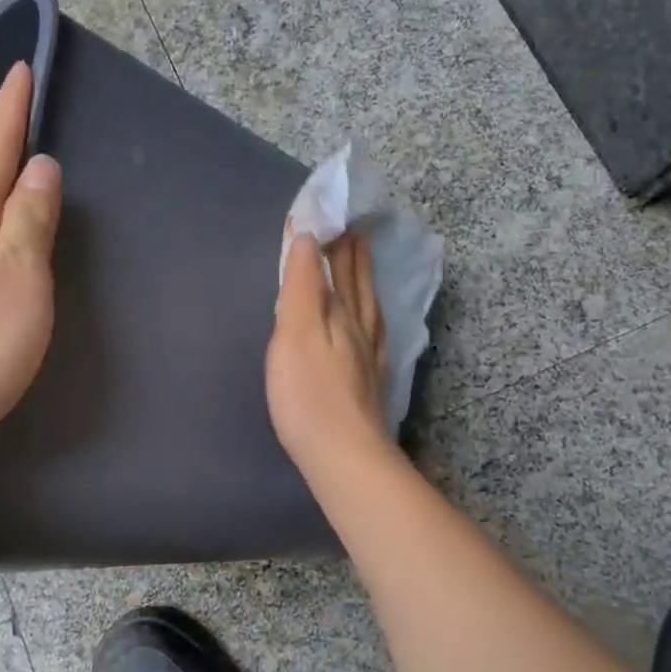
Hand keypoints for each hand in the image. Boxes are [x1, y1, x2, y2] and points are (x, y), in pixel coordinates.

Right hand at [267, 231, 391, 479]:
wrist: (344, 457)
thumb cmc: (308, 395)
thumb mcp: (295, 333)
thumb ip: (302, 286)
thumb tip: (308, 239)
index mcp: (341, 313)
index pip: (336, 267)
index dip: (331, 241)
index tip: (329, 214)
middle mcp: (360, 329)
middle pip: (358, 284)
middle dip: (352, 254)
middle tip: (353, 228)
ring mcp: (369, 357)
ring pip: (369, 307)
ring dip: (364, 280)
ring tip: (363, 261)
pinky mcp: (370, 383)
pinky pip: (375, 335)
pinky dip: (372, 317)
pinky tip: (373, 323)